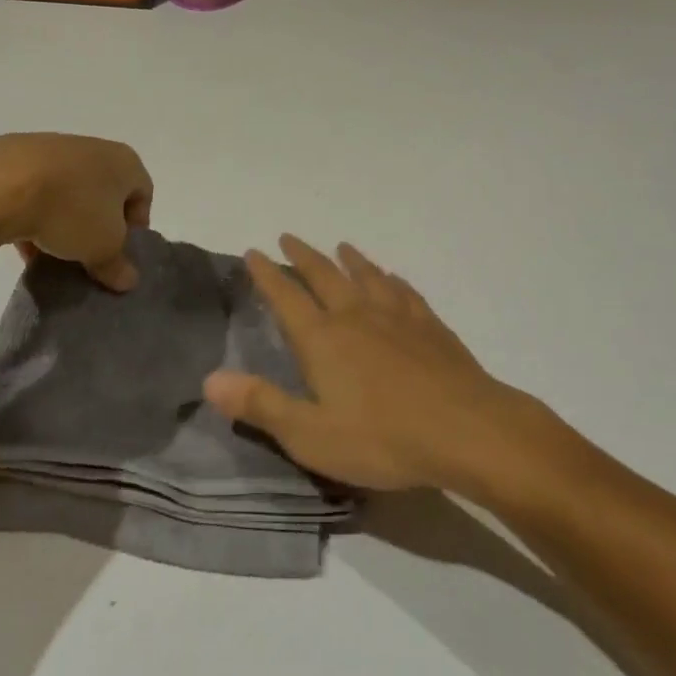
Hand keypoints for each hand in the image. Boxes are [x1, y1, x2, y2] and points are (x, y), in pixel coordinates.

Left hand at [0, 133, 152, 289]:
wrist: (3, 184)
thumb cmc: (71, 210)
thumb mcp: (103, 247)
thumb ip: (118, 265)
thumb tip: (129, 280)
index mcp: (125, 161)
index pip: (143, 194)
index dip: (136, 227)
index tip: (119, 253)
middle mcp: (95, 148)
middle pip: (104, 192)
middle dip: (98, 225)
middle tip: (88, 254)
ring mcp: (55, 148)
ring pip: (68, 191)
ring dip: (65, 221)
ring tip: (52, 251)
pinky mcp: (18, 156)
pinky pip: (36, 190)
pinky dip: (35, 212)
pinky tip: (23, 239)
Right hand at [203, 236, 532, 491]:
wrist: (465, 428)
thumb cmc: (382, 437)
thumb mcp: (311, 435)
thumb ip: (261, 405)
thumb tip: (210, 379)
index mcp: (323, 339)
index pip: (286, 297)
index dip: (267, 274)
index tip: (253, 252)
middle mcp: (356, 315)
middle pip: (324, 275)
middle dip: (303, 256)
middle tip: (288, 237)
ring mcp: (396, 316)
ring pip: (367, 275)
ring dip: (350, 259)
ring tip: (341, 246)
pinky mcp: (429, 325)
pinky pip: (404, 291)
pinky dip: (391, 279)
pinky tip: (393, 278)